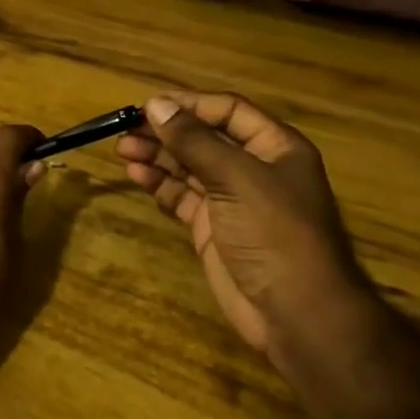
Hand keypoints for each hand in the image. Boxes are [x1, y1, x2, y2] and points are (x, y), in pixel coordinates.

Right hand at [117, 92, 371, 373]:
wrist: (296, 314)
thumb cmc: (275, 233)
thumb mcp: (237, 179)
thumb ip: (195, 141)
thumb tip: (157, 104)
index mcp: (275, 146)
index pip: (227, 110)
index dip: (189, 104)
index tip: (149, 104)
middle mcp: (253, 167)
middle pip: (205, 137)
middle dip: (167, 131)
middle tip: (126, 127)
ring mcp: (232, 199)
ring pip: (189, 166)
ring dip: (158, 154)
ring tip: (123, 149)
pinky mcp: (213, 228)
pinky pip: (182, 196)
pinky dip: (160, 183)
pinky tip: (137, 174)